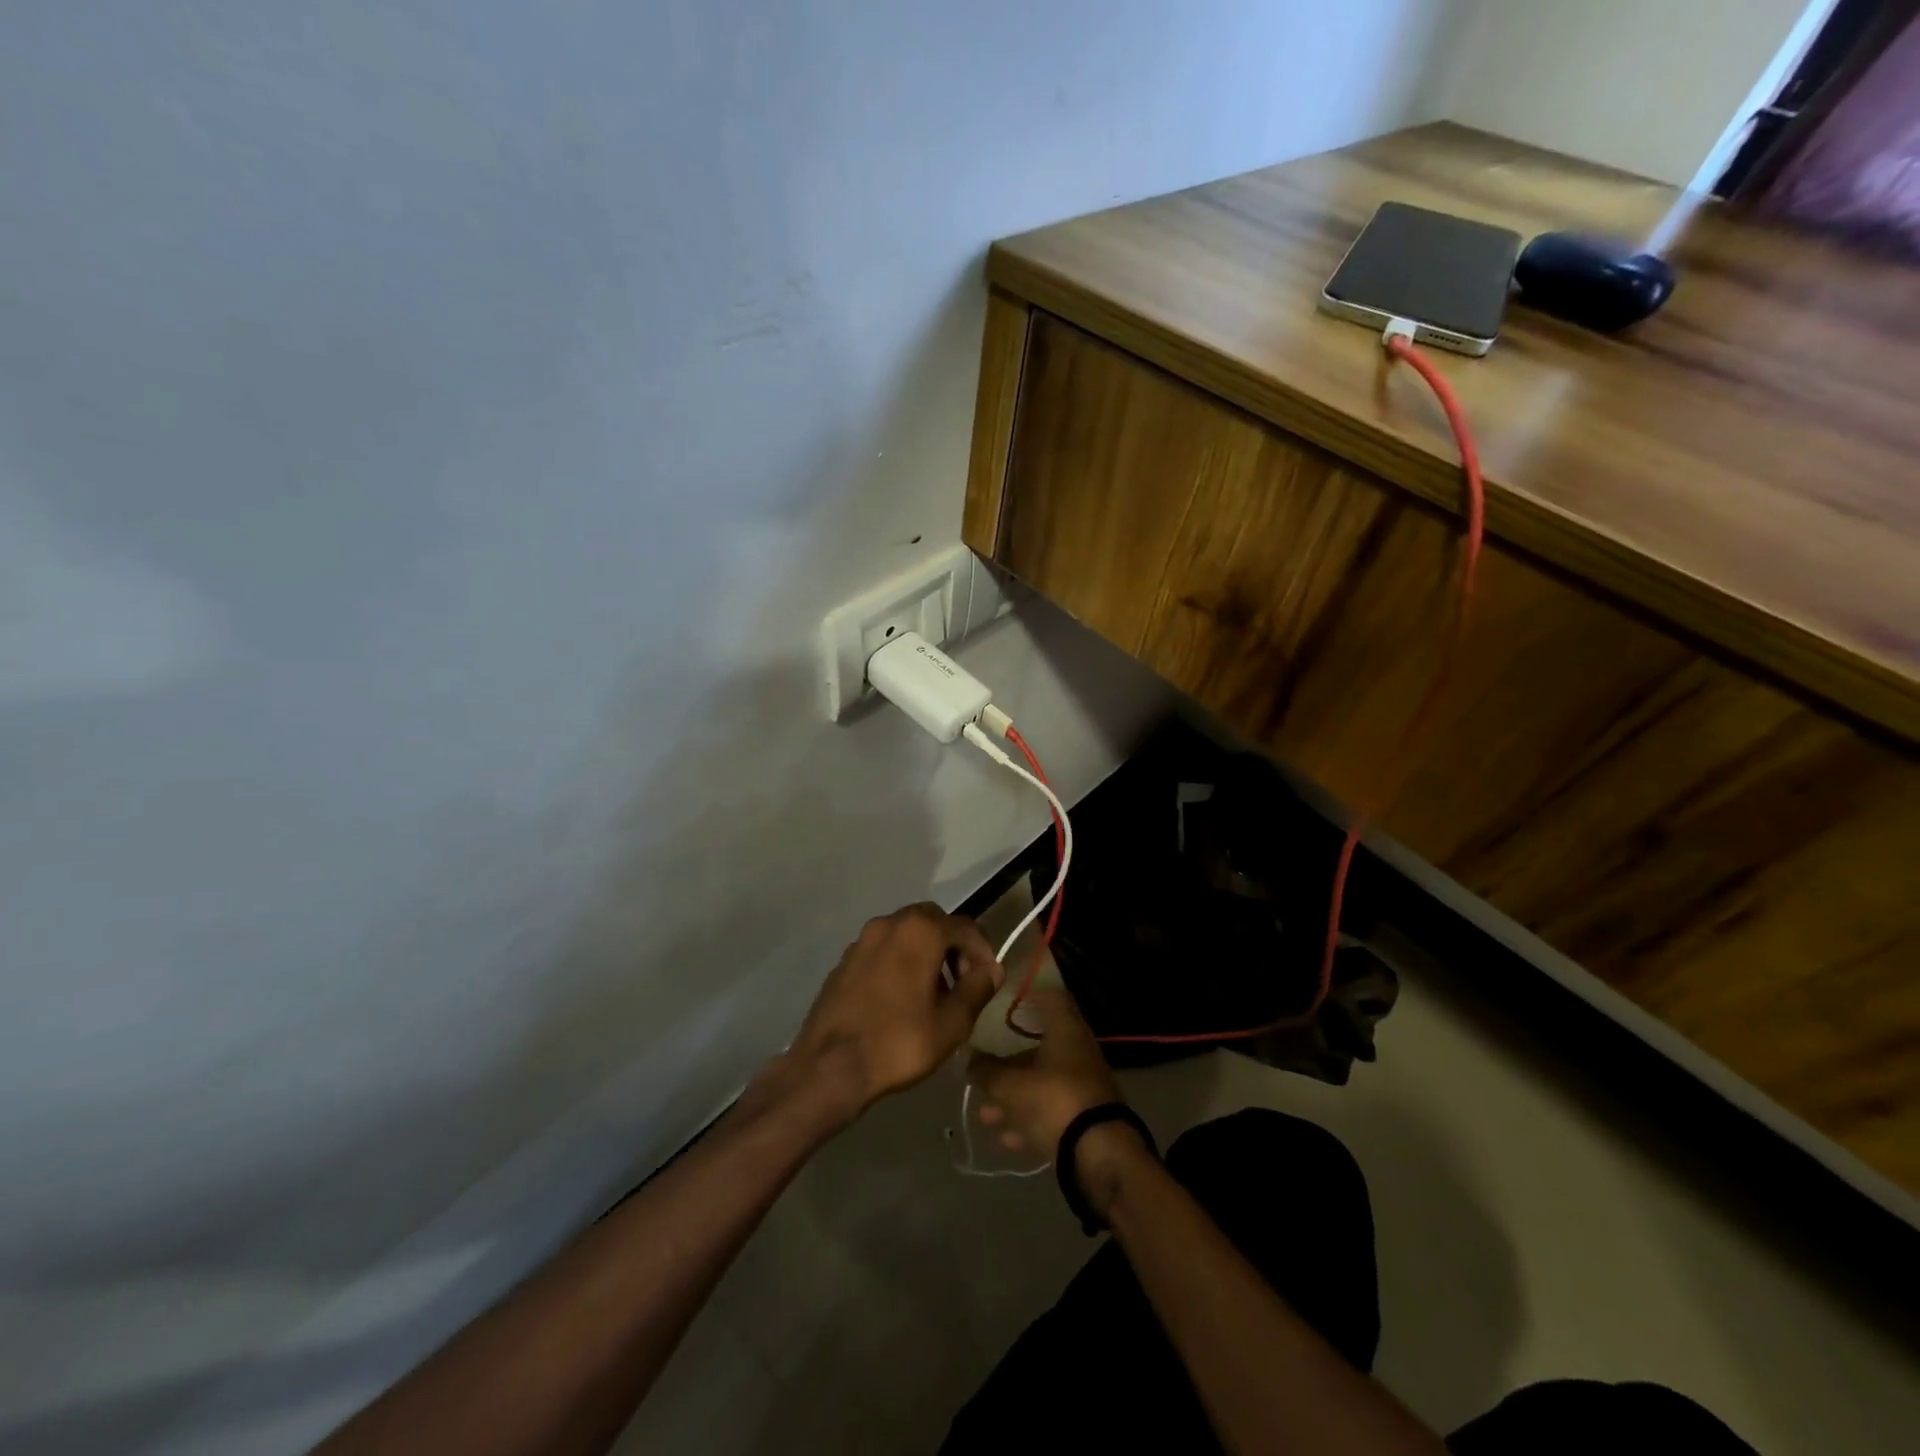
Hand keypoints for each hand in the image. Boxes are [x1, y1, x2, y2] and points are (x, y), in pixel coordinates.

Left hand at [787, 903, 1002, 1123]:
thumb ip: (977, 989)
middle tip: (961, 982)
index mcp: (920, 931)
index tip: (988, 980)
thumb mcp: (951, 1023)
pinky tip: (901, 998)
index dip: (983, 951)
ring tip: (933, 994)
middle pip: (934, 921)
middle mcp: (890, 923)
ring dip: (926, 953)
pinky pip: (883, 949)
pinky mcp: (845, 960)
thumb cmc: (899, 1042)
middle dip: (953, 946)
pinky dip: (900, 961)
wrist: (828, 1066)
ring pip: (906, 933)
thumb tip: (992, 969)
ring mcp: (862, 939)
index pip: (965, 927)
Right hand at [967, 988, 1121, 1160]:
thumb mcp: (1010, 1087)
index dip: (1026, 994)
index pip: (1049, 995)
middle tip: (982, 1067)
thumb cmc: (1053, 1101)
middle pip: (1039, 1045)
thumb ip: (986, 1072)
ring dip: (1014, 1096)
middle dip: (1008, 1060)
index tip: (1001, 999)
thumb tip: (970, 1060)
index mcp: (1065, 1029)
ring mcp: (1084, 1085)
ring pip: (1043, 1082)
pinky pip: (1052, 1110)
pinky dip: (1030, 1120)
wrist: (1100, 1155)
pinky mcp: (1086, 1116)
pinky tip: (1007, 1138)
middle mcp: (1078, 1050)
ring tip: (985, 1114)